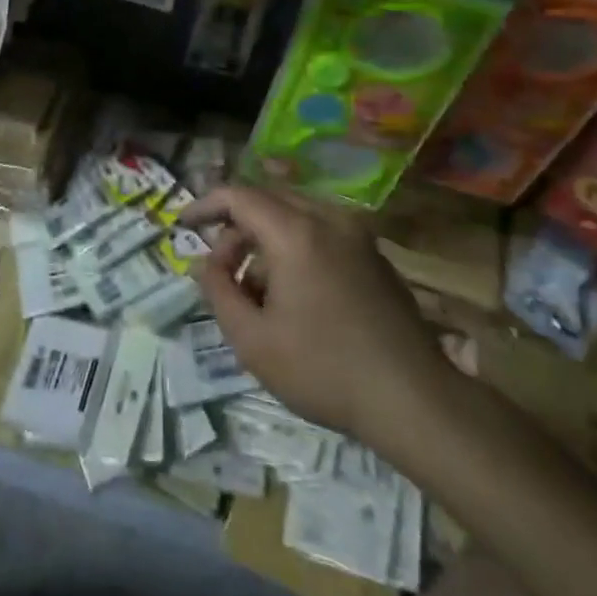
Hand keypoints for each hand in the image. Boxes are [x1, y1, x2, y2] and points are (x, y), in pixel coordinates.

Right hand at [185, 185, 450, 441]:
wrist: (414, 399)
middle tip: (219, 267)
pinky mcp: (374, 255)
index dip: (204, 205)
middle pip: (267, 199)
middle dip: (235, 226)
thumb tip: (207, 263)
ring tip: (254, 288)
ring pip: (295, 214)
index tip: (182, 225)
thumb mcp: (252, 340)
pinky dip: (294, 246)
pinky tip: (293, 292)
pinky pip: (321, 232)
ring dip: (265, 238)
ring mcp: (357, 235)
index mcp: (296, 232)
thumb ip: (218, 291)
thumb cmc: (324, 369)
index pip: (238, 196)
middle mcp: (328, 219)